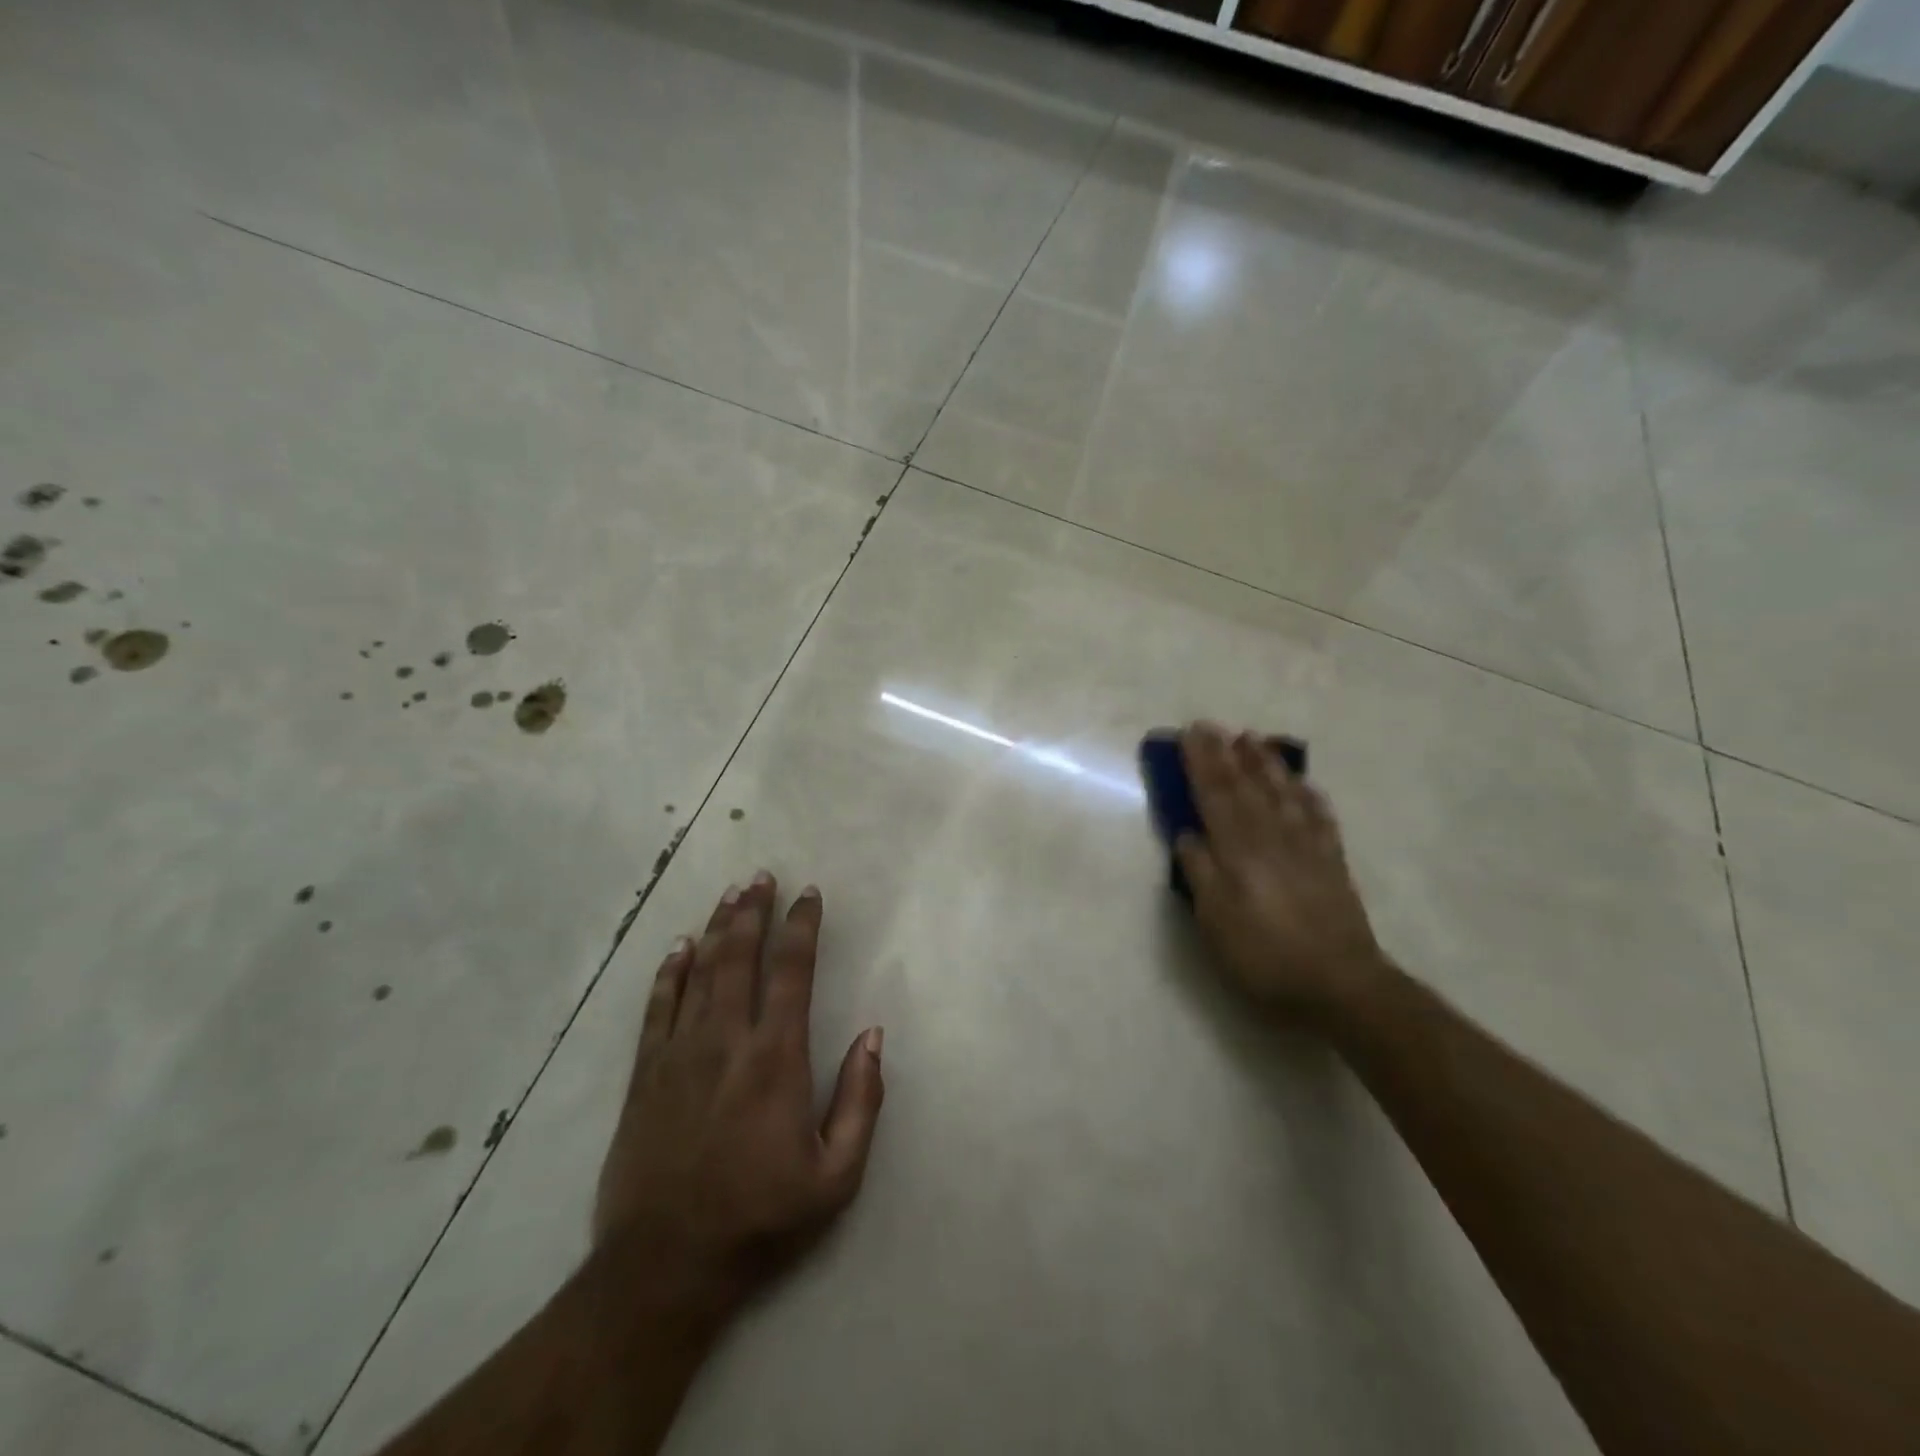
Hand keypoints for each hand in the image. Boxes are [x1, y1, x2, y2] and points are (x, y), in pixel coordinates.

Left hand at [593, 872, 884, 1313]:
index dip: (801, 926)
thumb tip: (874, 1035)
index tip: (809, 894)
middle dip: (753, 911)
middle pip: (739, 957)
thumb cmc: (761, 1218)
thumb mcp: (836, 1175)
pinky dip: (669, 972)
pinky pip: (657, 1007)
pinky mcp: (645, 1075)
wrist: (665, 1266)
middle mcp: (726, 1040)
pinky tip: (678, 947)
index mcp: (776, 1057)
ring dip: (717, 928)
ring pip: (699, 971)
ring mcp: (680, 1054)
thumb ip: (861, 1100)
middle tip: (761, 876)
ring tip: (731, 895)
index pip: (791, 971)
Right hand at [1175, 724, 1386, 1019]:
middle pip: (1245, 787)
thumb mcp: (1216, 922)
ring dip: (1265, 764)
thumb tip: (1187, 834)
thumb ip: (1200, 874)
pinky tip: (1304, 783)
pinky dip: (1309, 796)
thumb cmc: (1265, 956)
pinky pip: (1320, 818)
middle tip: (1212, 725)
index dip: (1200, 764)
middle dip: (1226, 754)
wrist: (1340, 985)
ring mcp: (1306, 847)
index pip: (1214, 796)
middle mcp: (1271, 838)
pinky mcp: (1332, 863)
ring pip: (1282, 794)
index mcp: (1238, 851)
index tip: (1190, 734)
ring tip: (1253, 739)